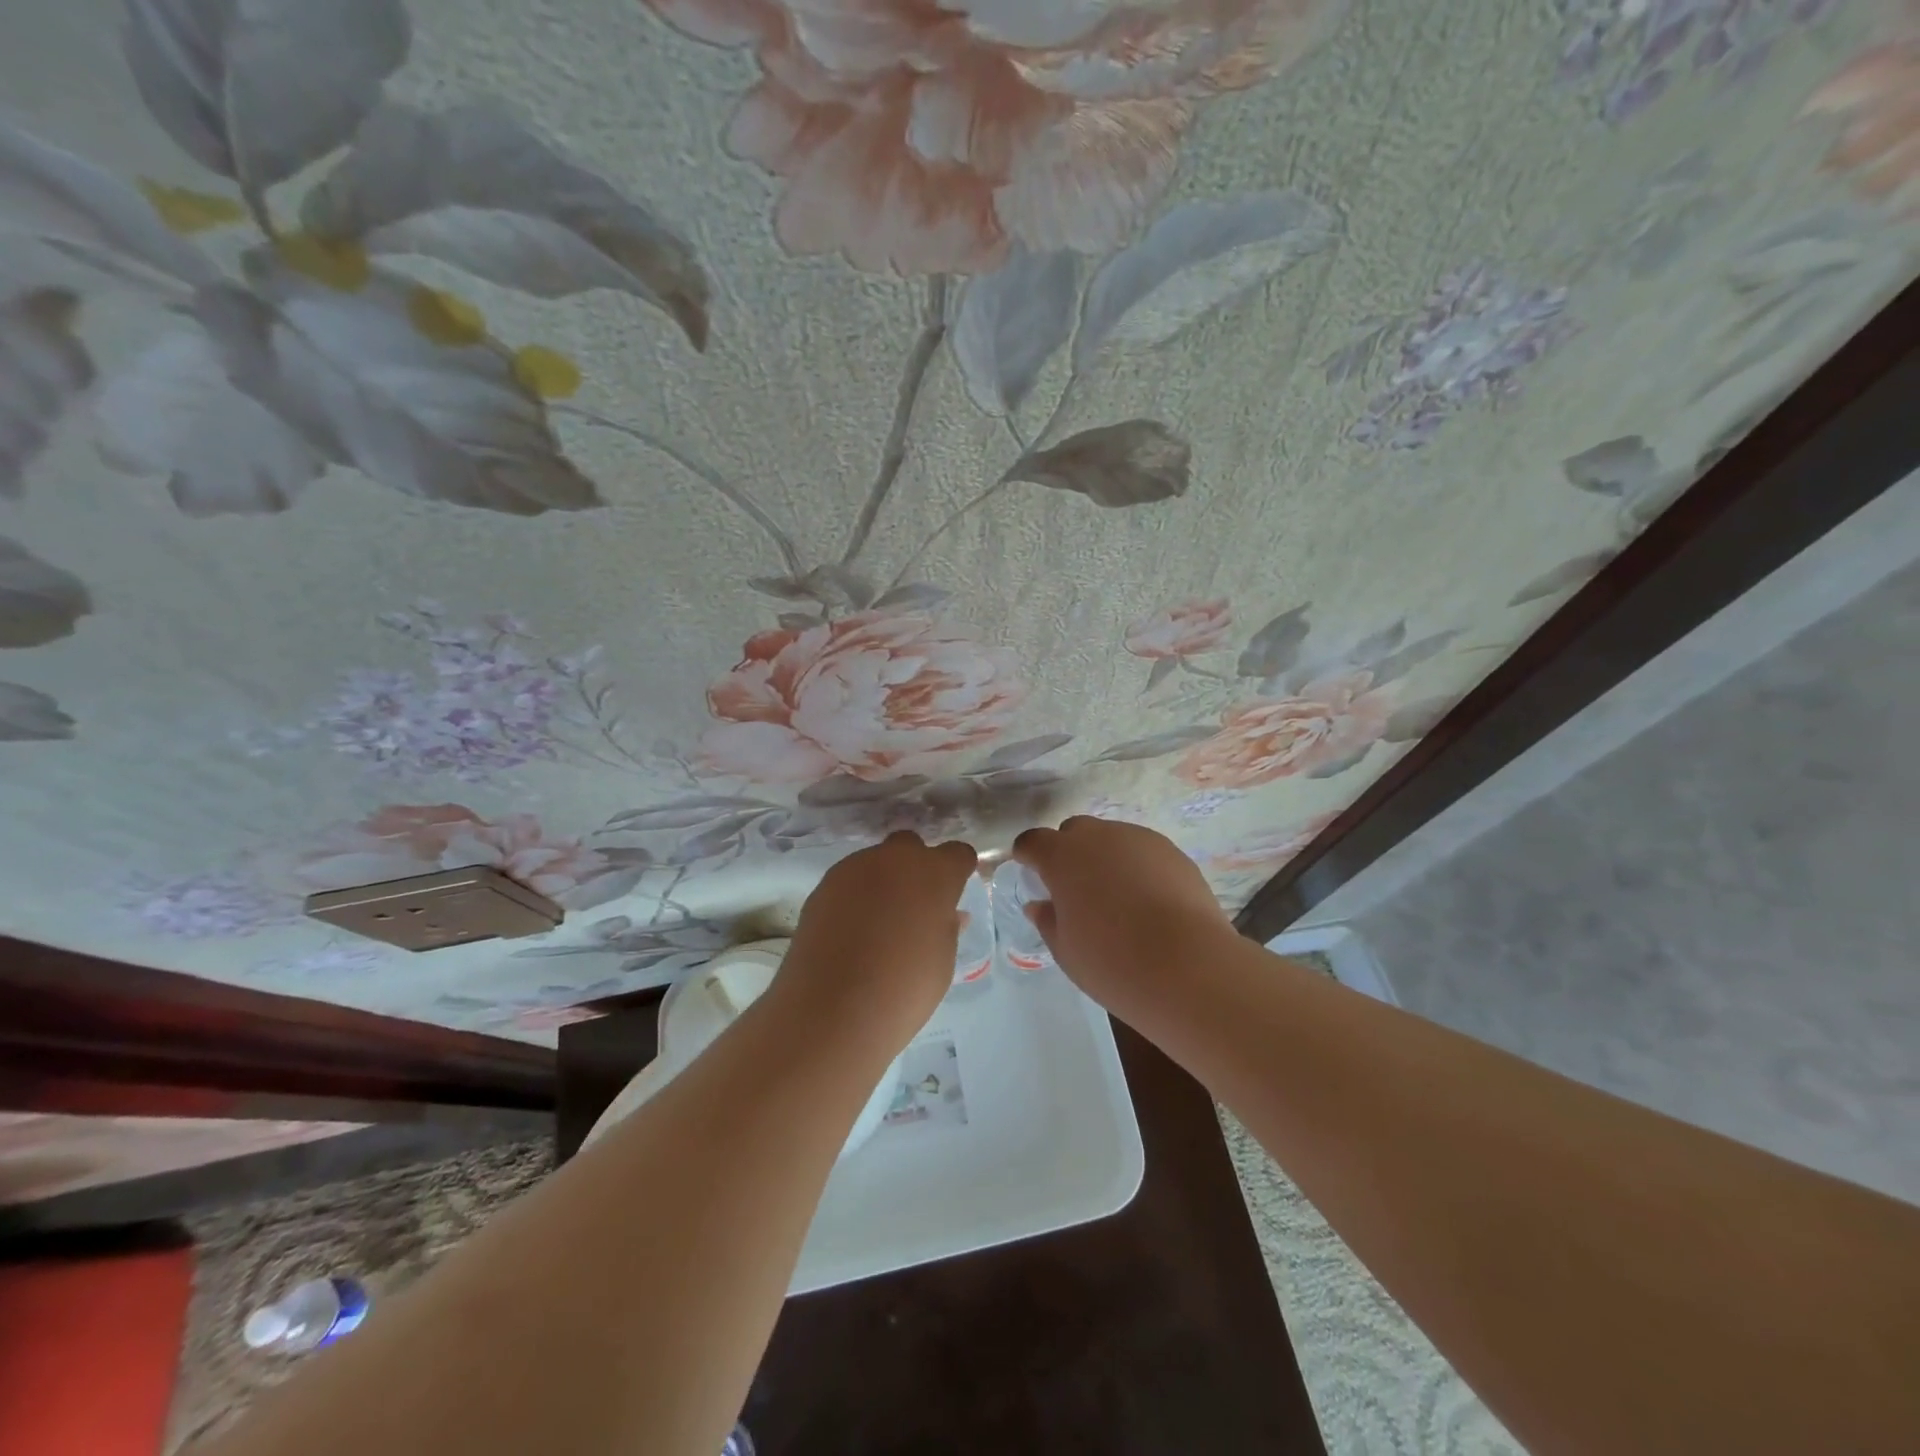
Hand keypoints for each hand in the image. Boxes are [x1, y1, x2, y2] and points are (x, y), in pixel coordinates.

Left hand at [776, 830, 976, 1043]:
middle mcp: (894, 860)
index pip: (957, 854)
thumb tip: (949, 915)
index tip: (954, 893)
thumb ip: (946, 928)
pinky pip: (848, 882)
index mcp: (934, 874)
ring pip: (875, 862)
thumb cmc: (904, 989)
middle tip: (914, 906)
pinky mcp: (822, 886)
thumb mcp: (941, 962)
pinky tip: (851, 932)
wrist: (832, 1008)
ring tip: (878, 924)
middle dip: (915, 867)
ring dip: (882, 882)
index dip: (958, 871)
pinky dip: (854, 898)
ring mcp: (854, 869)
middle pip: (911, 846)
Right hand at [1013, 817, 1235, 1016]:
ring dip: (1105, 859)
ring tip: (1118, 899)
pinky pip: (1143, 852)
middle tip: (1075, 890)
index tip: (1030, 872)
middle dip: (1069, 852)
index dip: (1028, 855)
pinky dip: (1137, 868)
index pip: (1033, 841)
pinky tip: (1149, 902)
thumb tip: (1040, 905)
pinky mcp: (1173, 852)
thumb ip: (1048, 920)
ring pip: (1112, 839)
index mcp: (1062, 856)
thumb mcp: (1066, 950)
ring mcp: (1139, 839)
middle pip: (1074, 832)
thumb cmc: (1112, 962)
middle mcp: (1099, 837)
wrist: (1188, 966)